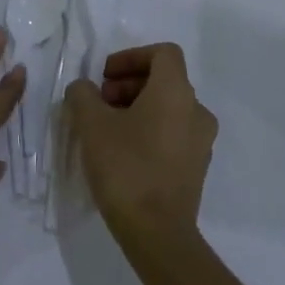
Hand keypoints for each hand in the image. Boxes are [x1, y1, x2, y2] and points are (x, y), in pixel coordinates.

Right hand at [64, 43, 217, 256]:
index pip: (162, 53)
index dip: (131, 56)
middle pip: (164, 80)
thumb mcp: (91, 125)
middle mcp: (197, 110)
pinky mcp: (196, 167)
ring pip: (168, 108)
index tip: (104, 75)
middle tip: (99, 102)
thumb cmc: (125, 167)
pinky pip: (172, 133)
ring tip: (105, 129)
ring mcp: (201, 141)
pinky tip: (122, 152)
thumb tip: (84, 89)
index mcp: (176, 92)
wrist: (156, 231)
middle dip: (128, 84)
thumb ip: (83, 95)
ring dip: (136, 107)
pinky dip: (149, 130)